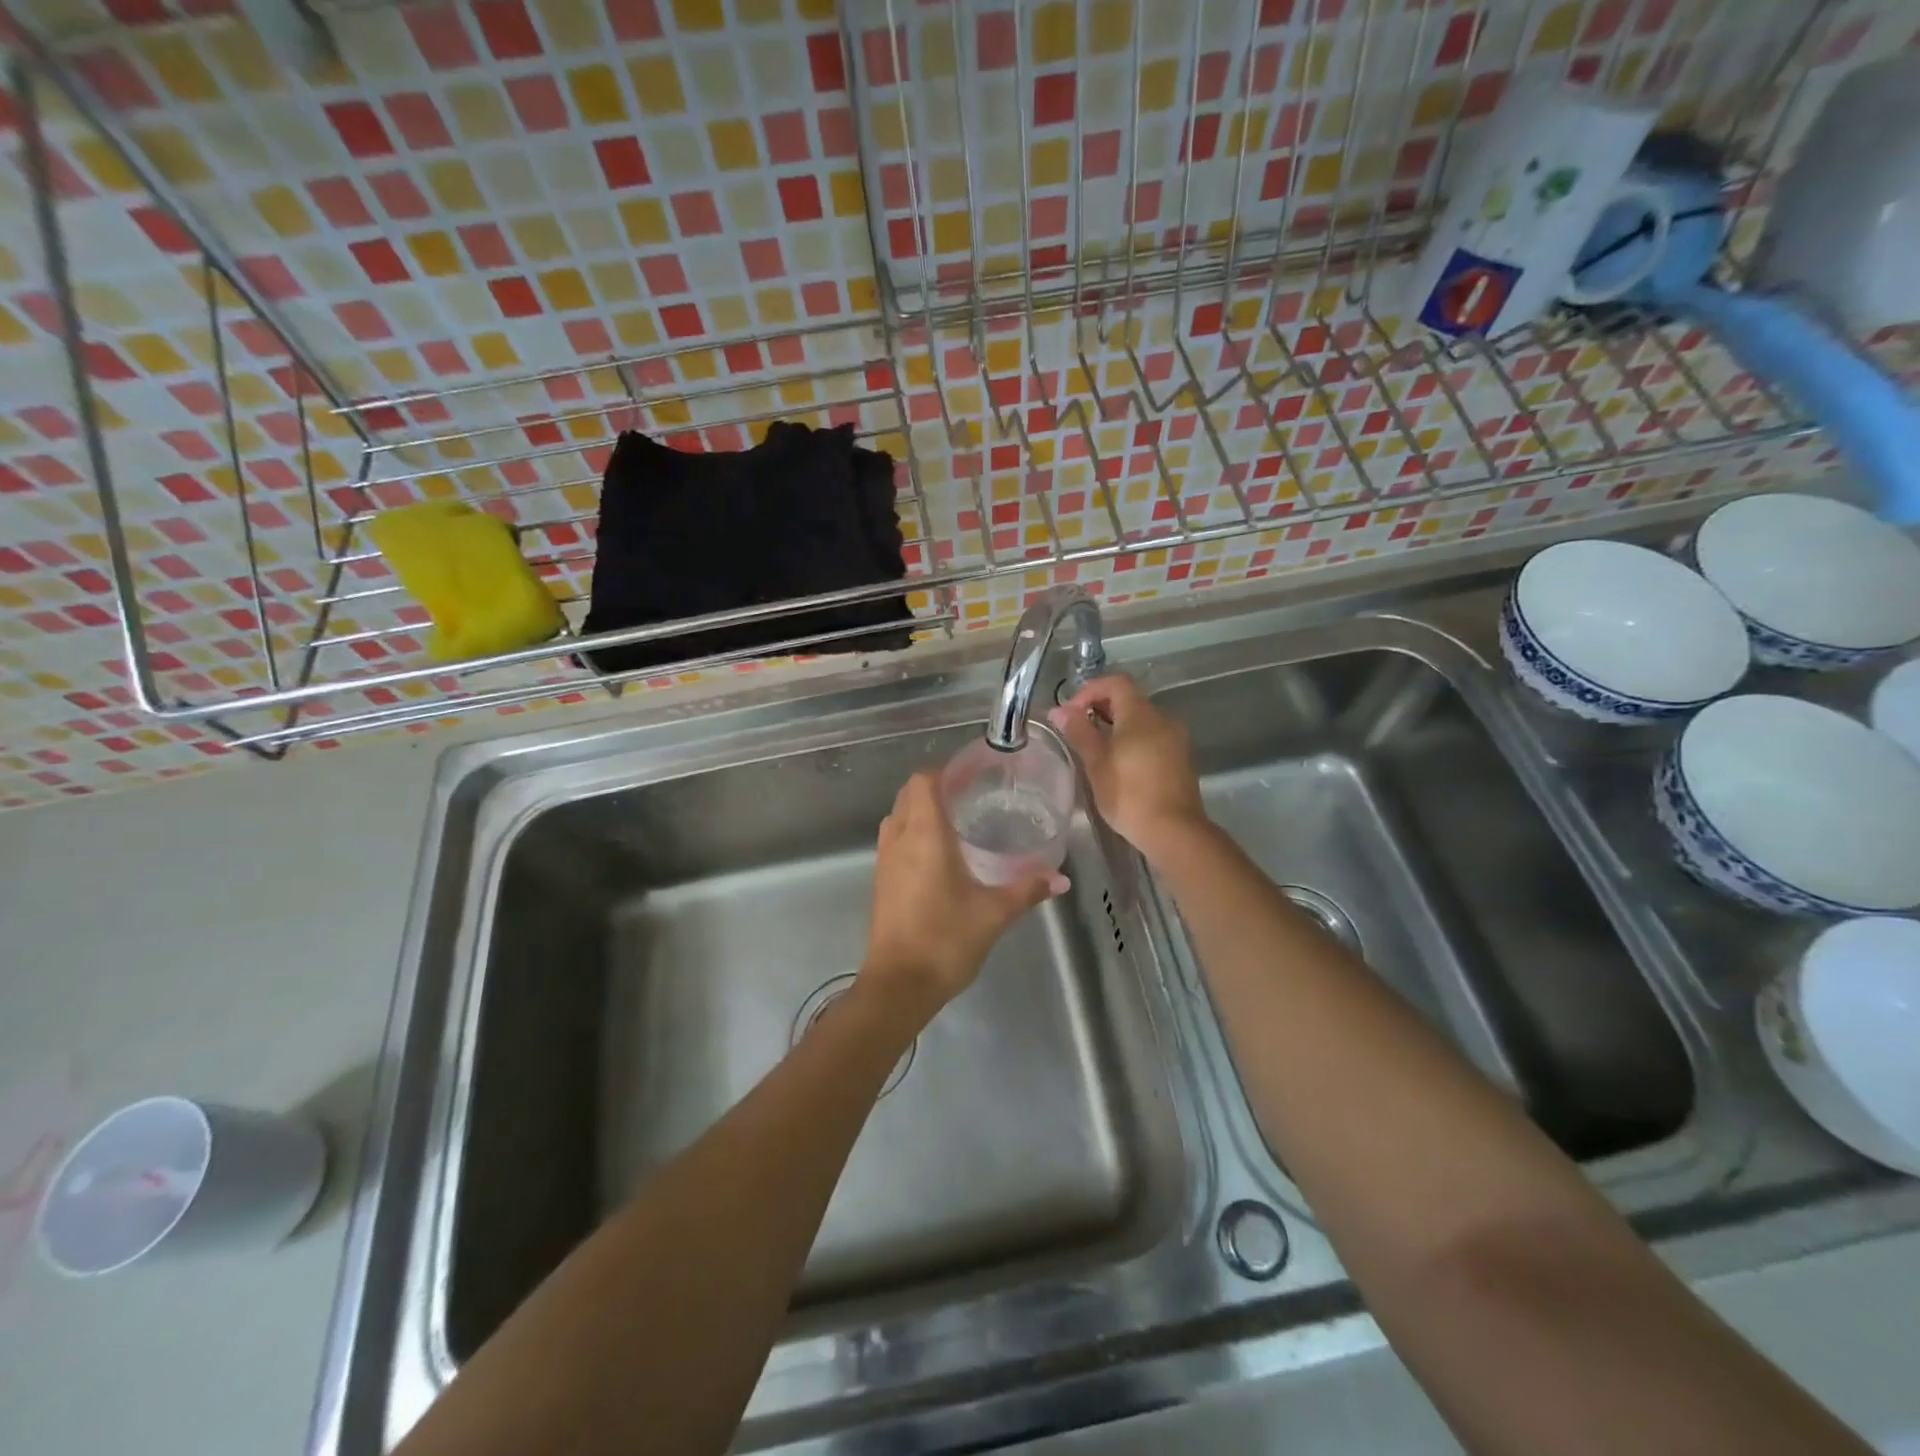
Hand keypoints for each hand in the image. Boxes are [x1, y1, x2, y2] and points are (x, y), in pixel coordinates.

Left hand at [860, 770, 1066, 1025]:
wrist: (899, 985)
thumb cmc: (945, 940)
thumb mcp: (994, 913)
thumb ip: (1027, 889)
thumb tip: (1061, 878)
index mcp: (924, 835)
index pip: (923, 781)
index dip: (945, 770)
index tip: (973, 773)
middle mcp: (899, 839)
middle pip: (909, 793)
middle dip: (935, 786)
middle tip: (971, 794)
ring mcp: (885, 860)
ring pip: (898, 815)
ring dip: (921, 809)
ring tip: (957, 819)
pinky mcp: (881, 880)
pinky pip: (895, 839)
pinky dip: (913, 831)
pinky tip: (940, 853)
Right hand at [1048, 675, 1206, 860]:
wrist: (1174, 831)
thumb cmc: (1129, 794)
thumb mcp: (1096, 763)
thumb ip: (1079, 731)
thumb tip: (1059, 710)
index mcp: (1141, 714)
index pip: (1116, 683)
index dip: (1090, 690)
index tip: (1070, 712)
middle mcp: (1162, 719)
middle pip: (1129, 699)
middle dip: (1100, 708)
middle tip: (1077, 730)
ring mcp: (1175, 739)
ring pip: (1141, 720)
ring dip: (1115, 726)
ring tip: (1093, 749)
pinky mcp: (1180, 759)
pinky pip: (1152, 737)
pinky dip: (1132, 740)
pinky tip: (1118, 764)